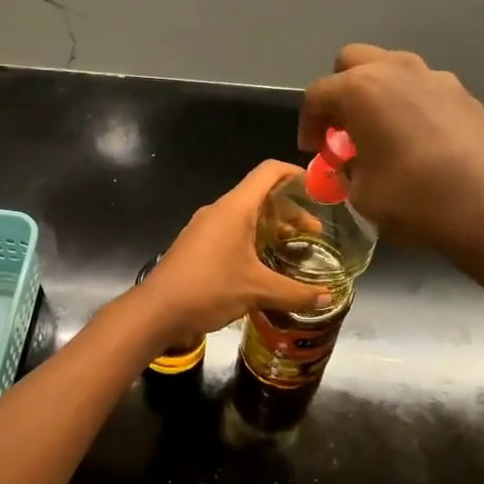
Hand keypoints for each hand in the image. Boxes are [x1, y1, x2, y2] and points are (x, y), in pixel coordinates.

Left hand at [136, 161, 331, 342]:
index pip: (269, 172)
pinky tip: (263, 265)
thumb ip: (295, 292)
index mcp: (235, 208)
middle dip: (290, 211)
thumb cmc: (209, 289)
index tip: (319, 189)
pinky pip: (230, 232)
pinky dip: (252, 239)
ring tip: (293, 250)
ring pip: (245, 216)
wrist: (157, 311)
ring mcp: (204, 227)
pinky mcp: (196, 245)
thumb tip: (327, 297)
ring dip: (271, 228)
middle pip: (260, 196)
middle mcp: (219, 211)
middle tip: (313, 234)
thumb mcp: (257, 290)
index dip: (296, 173)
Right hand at [299, 45, 483, 260]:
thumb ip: (347, 167)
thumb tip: (353, 161)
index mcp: (361, 90)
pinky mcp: (463, 93)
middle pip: (353, 61)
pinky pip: (423, 88)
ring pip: (392, 68)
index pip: (318, 94)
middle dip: (340, 91)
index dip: (308, 123)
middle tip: (343, 129)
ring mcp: (435, 77)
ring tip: (381, 131)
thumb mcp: (360, 193)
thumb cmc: (413, 199)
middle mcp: (396, 70)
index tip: (313, 150)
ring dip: (377, 92)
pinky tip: (418, 140)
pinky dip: (410, 104)